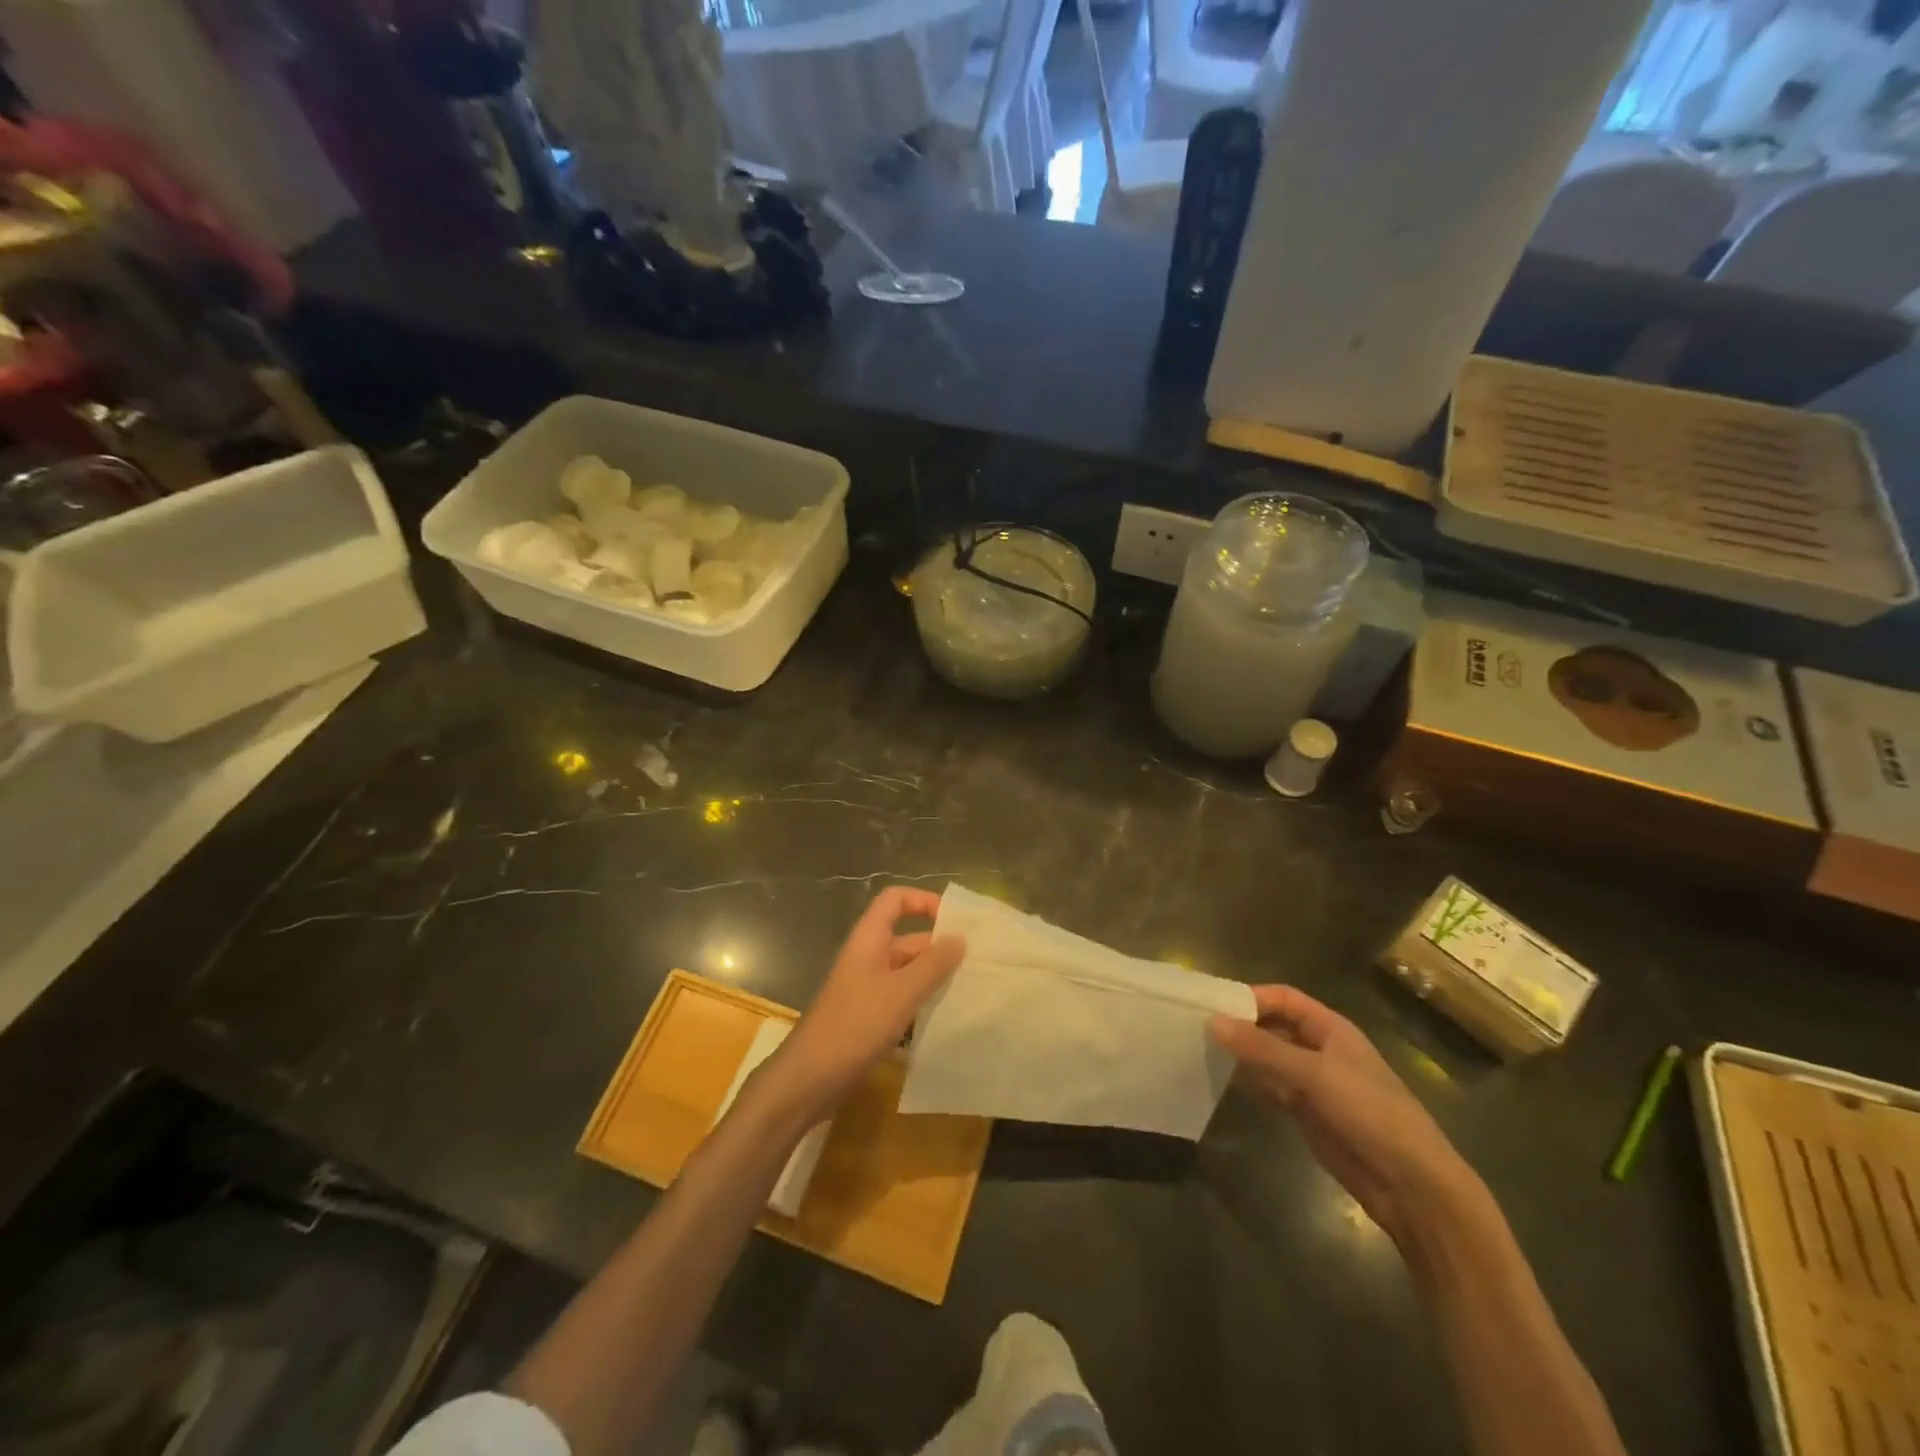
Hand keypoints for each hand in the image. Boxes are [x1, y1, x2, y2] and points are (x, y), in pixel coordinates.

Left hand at [768, 888, 964, 1121]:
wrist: (808, 1080)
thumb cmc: (854, 1026)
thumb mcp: (900, 993)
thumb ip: (932, 965)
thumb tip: (959, 938)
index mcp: (868, 940)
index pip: (895, 900)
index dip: (924, 901)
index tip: (955, 921)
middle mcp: (867, 958)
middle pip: (906, 939)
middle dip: (939, 947)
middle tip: (978, 962)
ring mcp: (866, 989)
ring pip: (907, 972)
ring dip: (934, 978)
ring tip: (971, 988)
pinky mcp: (868, 1018)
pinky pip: (901, 999)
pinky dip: (922, 1003)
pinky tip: (947, 1018)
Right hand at [1209, 986, 1476, 1244]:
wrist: (1411, 1184)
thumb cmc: (1369, 1113)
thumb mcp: (1313, 1074)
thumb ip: (1262, 1048)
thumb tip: (1213, 1021)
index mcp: (1331, 1029)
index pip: (1284, 999)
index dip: (1251, 997)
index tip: (1213, 1004)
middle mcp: (1321, 1050)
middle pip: (1274, 1026)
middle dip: (1242, 1025)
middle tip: (1199, 1027)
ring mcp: (1314, 1083)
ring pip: (1270, 1058)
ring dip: (1243, 1055)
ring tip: (1202, 1051)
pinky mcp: (1308, 1114)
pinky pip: (1272, 1088)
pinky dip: (1250, 1083)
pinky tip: (1224, 1082)